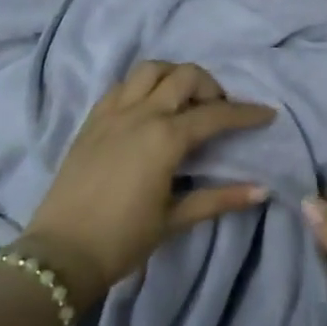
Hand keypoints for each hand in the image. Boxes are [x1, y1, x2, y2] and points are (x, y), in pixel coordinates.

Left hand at [20, 61, 274, 305]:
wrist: (58, 256)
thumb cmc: (122, 240)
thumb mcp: (174, 219)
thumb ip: (220, 198)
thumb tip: (263, 190)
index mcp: (165, 138)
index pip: (216, 114)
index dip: (246, 113)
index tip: (267, 114)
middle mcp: (141, 114)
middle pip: (185, 76)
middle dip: (210, 86)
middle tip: (218, 110)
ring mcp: (113, 113)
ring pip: (151, 69)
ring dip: (174, 76)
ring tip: (184, 99)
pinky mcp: (92, 120)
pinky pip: (122, 85)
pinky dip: (143, 86)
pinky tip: (149, 106)